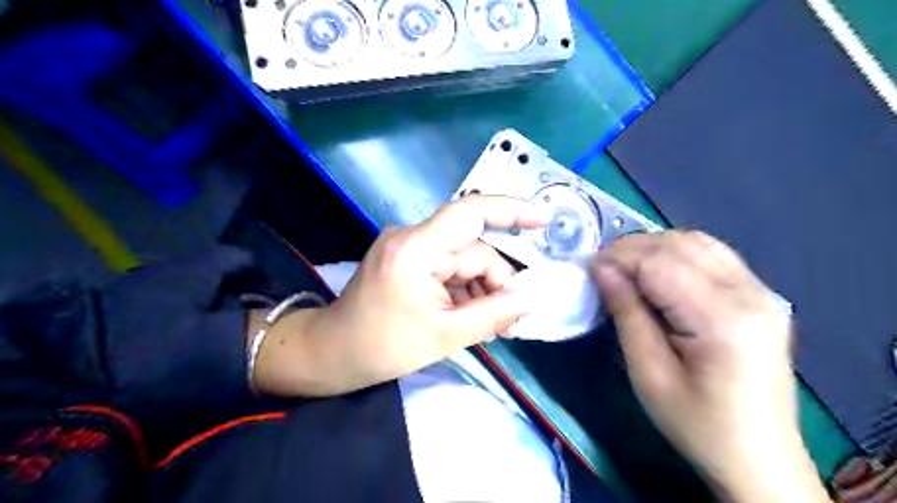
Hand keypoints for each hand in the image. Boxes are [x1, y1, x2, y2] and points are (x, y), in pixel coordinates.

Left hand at [255, 197, 546, 397]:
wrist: (331, 353)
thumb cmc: (381, 348)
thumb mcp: (444, 336)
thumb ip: (493, 314)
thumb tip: (531, 299)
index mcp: (416, 249)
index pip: (470, 213)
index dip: (511, 211)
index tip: (544, 221)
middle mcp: (412, 238)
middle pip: (472, 250)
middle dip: (494, 283)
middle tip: (508, 322)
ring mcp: (408, 247)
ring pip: (463, 260)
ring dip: (479, 290)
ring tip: (486, 326)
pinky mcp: (407, 259)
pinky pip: (447, 267)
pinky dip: (463, 289)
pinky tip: (465, 315)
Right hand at [593, 229, 829, 501]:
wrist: (759, 458)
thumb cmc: (698, 425)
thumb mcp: (649, 374)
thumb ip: (627, 313)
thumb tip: (601, 269)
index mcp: (723, 320)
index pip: (662, 264)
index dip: (620, 257)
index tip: (589, 267)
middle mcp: (750, 294)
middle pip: (681, 245)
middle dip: (634, 248)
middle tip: (602, 268)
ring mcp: (761, 292)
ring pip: (698, 243)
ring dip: (655, 247)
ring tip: (625, 269)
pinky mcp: (760, 297)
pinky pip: (714, 255)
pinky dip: (678, 254)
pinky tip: (658, 272)